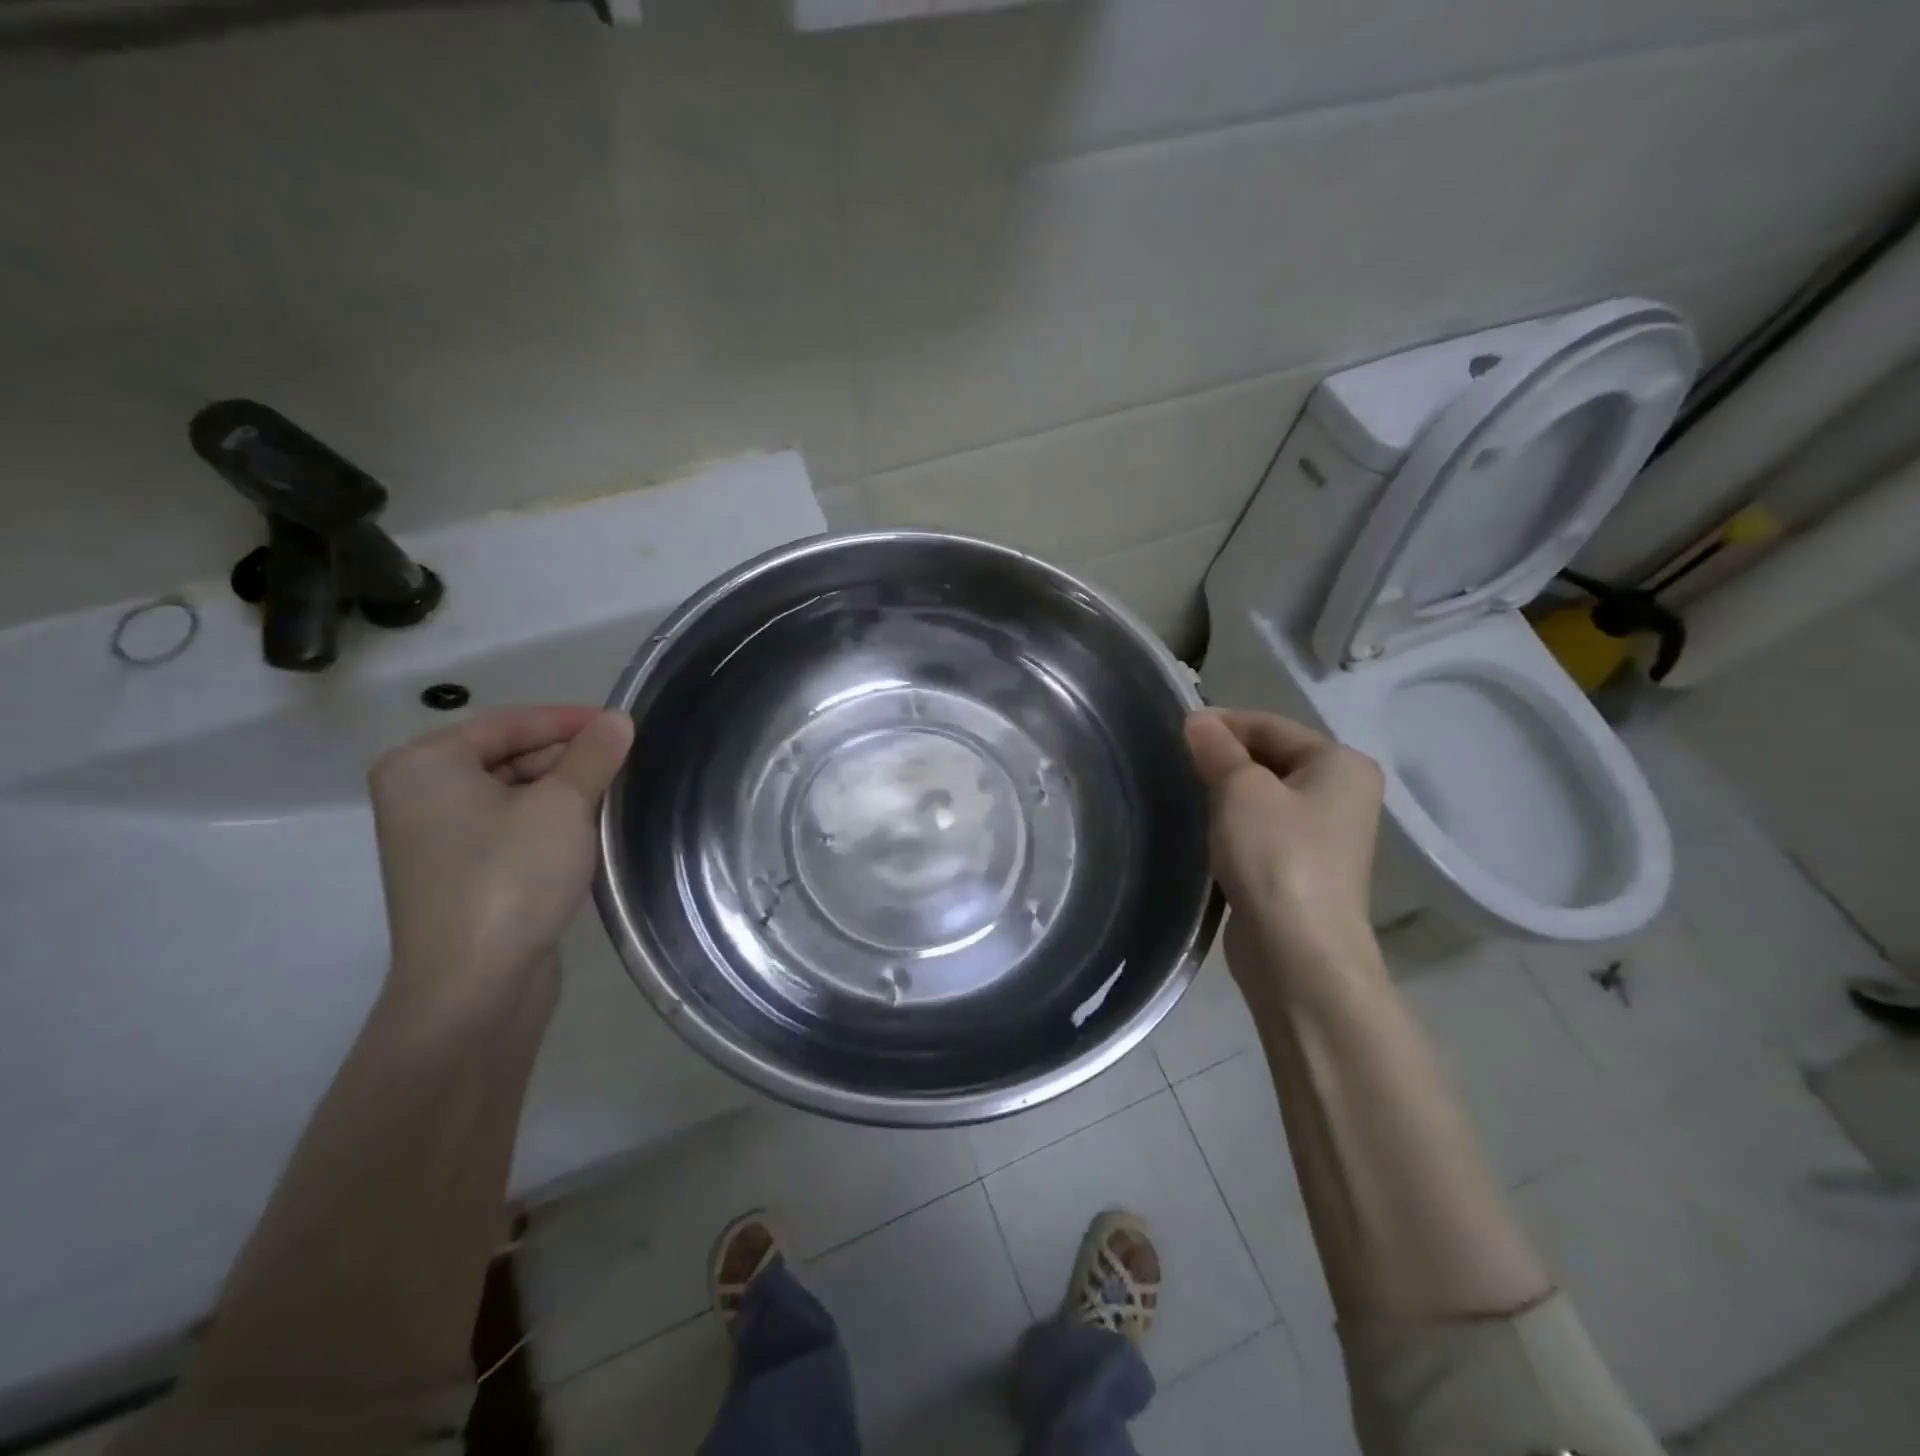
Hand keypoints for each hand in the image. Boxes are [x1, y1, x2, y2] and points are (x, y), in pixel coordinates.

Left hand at [369, 706, 633, 1001]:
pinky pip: (513, 829)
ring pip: (516, 795)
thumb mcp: (562, 805)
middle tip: (629, 762)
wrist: (476, 986)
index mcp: (426, 765)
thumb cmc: (511, 877)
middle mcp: (422, 796)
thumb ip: (592, 755)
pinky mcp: (463, 875)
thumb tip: (619, 719)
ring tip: (620, 793)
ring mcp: (439, 840)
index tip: (625, 724)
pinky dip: (552, 823)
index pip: (510, 722)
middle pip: (511, 756)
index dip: (571, 720)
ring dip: (567, 792)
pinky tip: (592, 830)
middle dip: (571, 758)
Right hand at [1185, 710, 1385, 1001]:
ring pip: (1265, 795)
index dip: (1223, 723)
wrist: (1297, 952)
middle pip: (1271, 758)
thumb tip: (1198, 719)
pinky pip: (1264, 829)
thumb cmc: (1275, 855)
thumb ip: (1217, 749)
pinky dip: (1235, 824)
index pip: (1271, 725)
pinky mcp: (1303, 868)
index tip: (1176, 731)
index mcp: (1341, 764)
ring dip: (1227, 792)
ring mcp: (1325, 835)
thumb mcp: (1240, 789)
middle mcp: (1342, 793)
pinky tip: (1207, 832)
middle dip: (1224, 758)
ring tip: (1187, 795)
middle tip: (1177, 764)